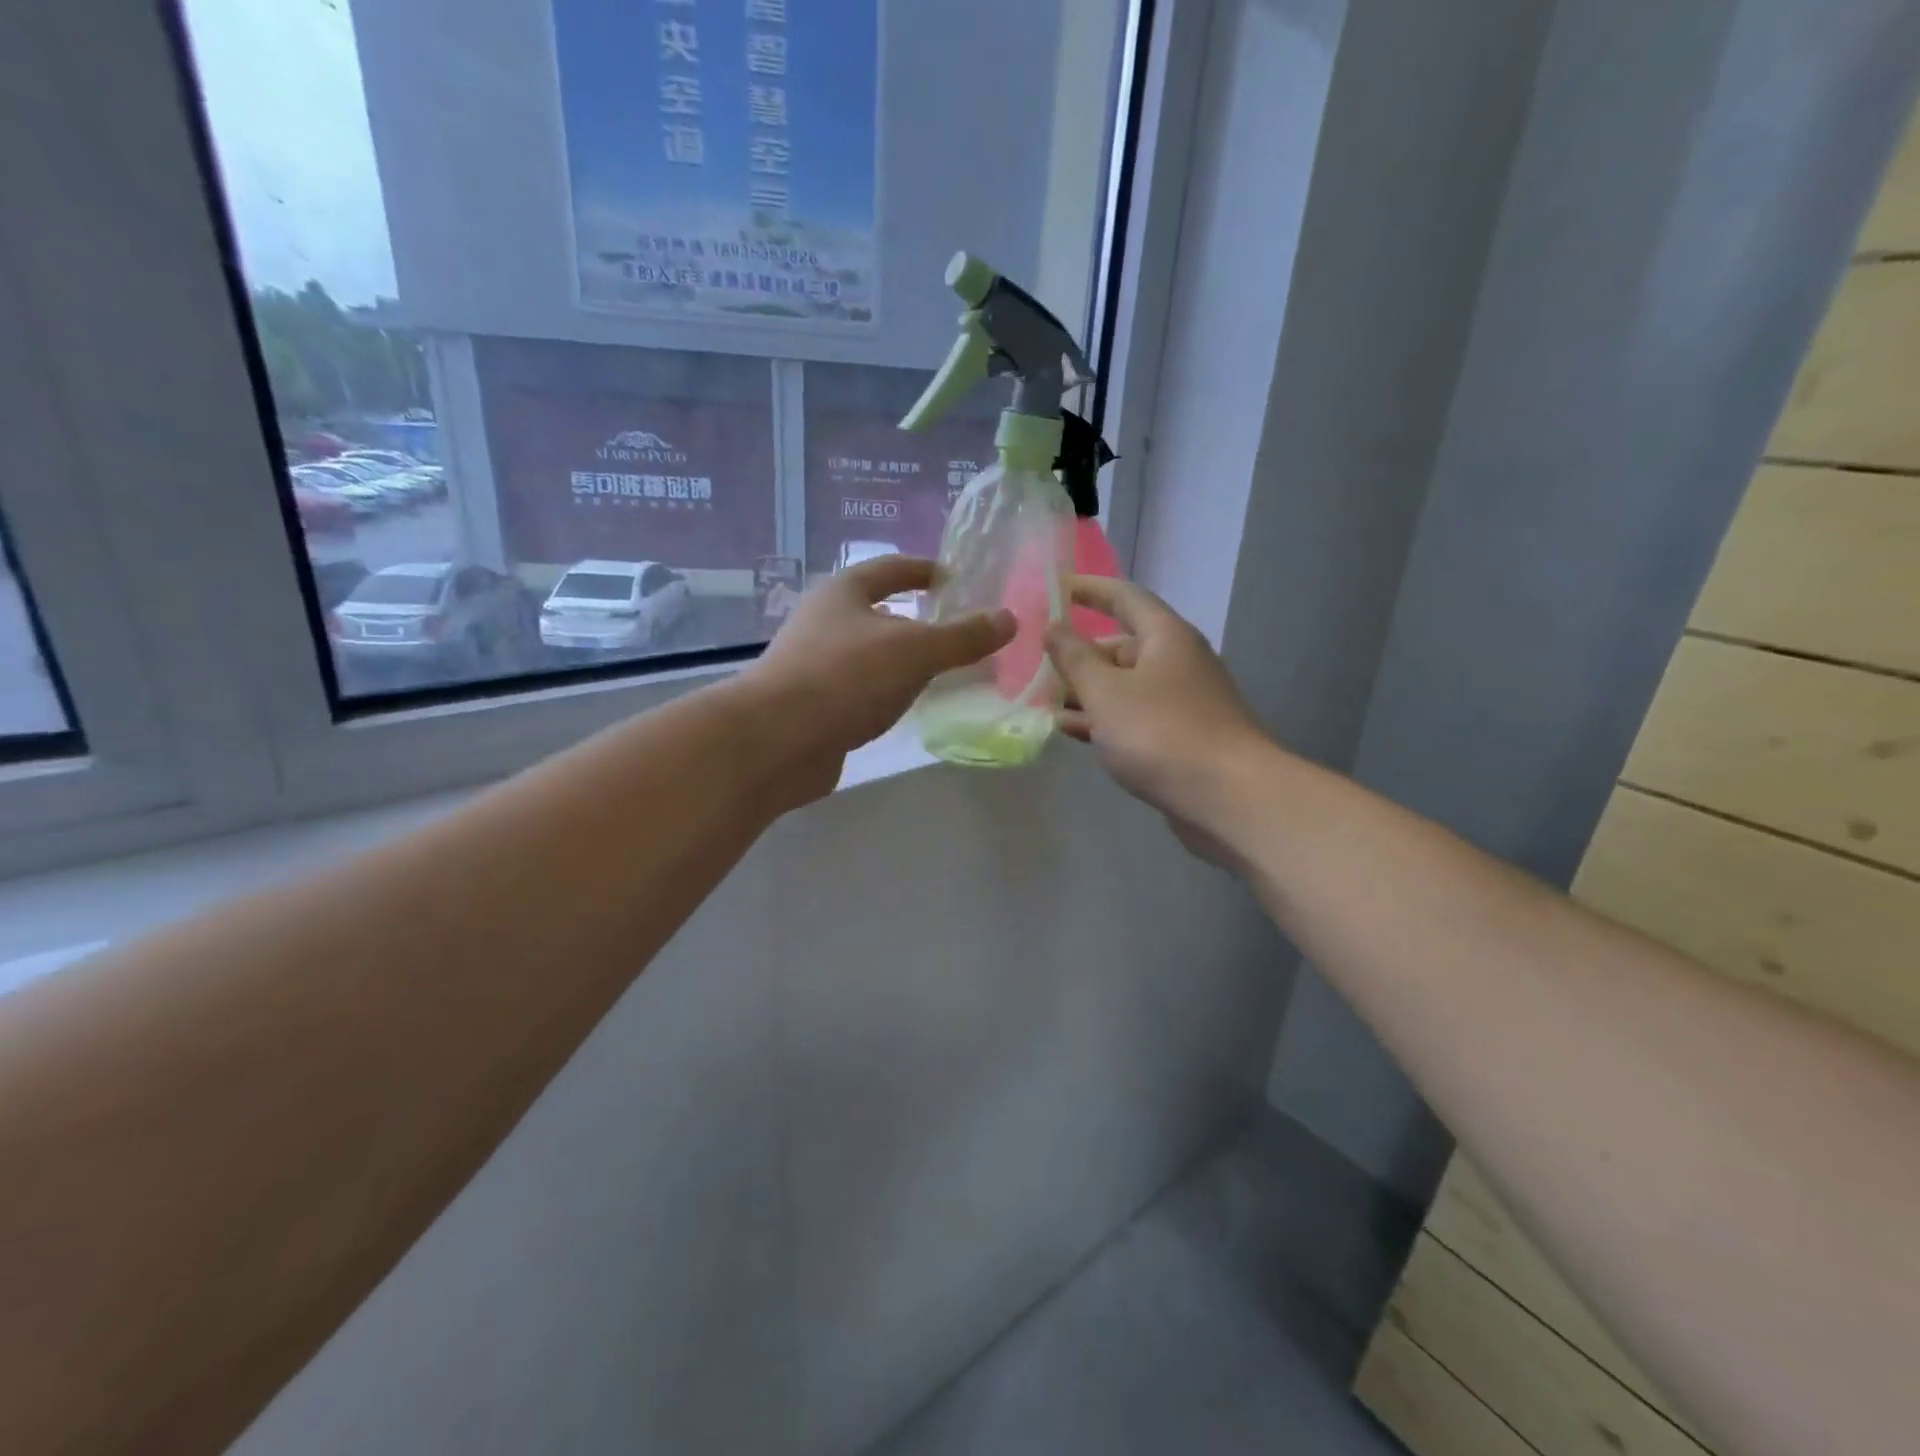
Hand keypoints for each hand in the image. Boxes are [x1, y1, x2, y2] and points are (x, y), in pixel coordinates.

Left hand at [745, 556, 1014, 797]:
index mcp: (843, 592)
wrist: (776, 740)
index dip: (924, 569)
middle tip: (956, 631)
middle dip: (916, 620)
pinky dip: (887, 692)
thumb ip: (963, 637)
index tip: (954, 578)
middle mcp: (824, 621)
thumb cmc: (846, 677)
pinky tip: (907, 707)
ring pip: (869, 654)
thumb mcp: (915, 651)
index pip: (890, 568)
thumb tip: (1009, 619)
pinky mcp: (813, 704)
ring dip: (901, 659)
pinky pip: (860, 689)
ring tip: (940, 671)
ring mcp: (814, 664)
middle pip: (877, 611)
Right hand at [1045, 577, 1273, 862]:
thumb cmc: (1161, 733)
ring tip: (1042, 701)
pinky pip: (1135, 717)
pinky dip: (1104, 720)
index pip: (1124, 597)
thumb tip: (1054, 628)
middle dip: (1080, 654)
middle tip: (1037, 664)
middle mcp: (1178, 662)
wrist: (1229, 797)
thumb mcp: (1105, 692)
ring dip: (1087, 691)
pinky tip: (1072, 732)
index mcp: (1166, 636)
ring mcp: (1182, 702)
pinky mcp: (1182, 737)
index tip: (1055, 588)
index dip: (1089, 589)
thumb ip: (1074, 658)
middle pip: (1122, 646)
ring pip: (1125, 686)